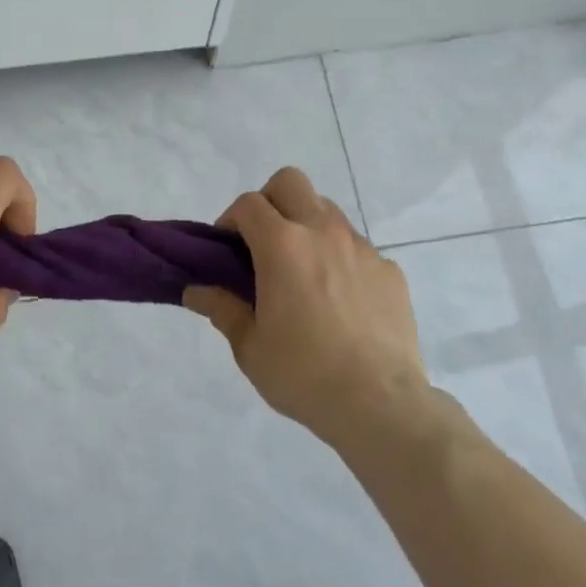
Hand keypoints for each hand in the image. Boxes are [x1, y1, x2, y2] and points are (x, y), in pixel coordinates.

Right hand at [184, 167, 426, 446]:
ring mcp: (362, 248)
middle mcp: (323, 232)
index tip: (226, 250)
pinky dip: (340, 259)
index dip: (230, 219)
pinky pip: (357, 248)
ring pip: (327, 210)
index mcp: (282, 245)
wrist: (380, 404)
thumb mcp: (250, 346)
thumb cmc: (303, 374)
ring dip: (307, 226)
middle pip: (290, 182)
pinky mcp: (389, 270)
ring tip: (302, 272)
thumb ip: (222, 309)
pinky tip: (340, 301)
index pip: (248, 203)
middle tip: (263, 243)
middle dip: (270, 201)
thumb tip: (195, 291)